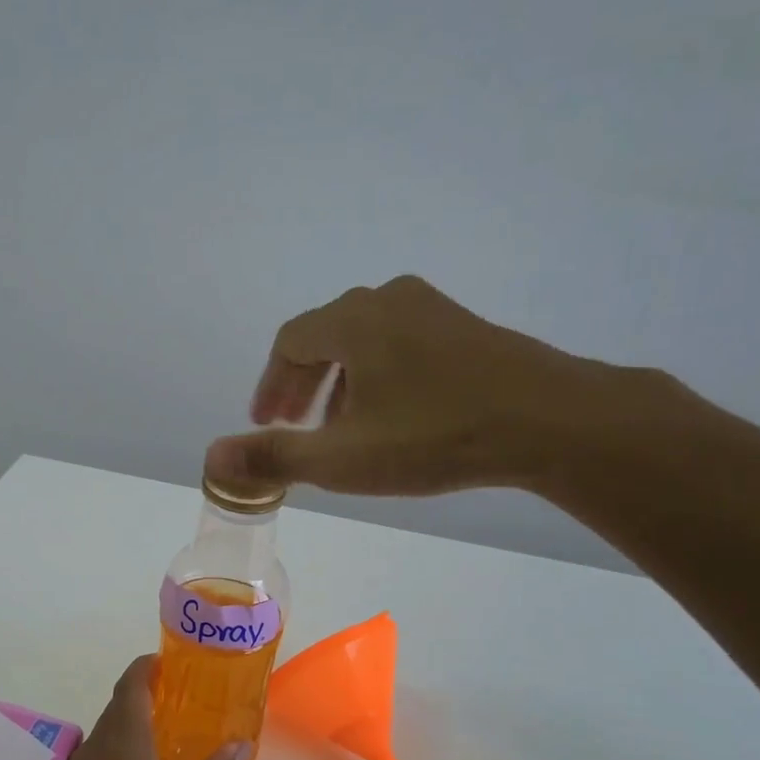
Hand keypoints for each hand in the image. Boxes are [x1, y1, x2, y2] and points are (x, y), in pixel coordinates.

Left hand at [43, 656, 245, 759]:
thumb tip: (237, 743)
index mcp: (123, 750)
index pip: (129, 689)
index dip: (144, 669)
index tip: (166, 661)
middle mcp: (94, 757)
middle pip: (115, 711)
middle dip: (142, 697)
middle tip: (179, 698)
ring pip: (103, 737)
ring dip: (130, 726)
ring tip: (167, 731)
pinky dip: (119, 752)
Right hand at [205, 275, 630, 496]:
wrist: (548, 420)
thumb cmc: (434, 436)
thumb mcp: (344, 458)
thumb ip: (273, 457)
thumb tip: (211, 459)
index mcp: (352, 321)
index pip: (289, 342)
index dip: (271, 384)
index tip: (266, 422)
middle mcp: (388, 300)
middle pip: (325, 336)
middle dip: (302, 383)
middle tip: (294, 426)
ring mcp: (433, 309)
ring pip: (366, 340)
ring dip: (341, 382)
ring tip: (341, 428)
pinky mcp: (467, 328)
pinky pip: (402, 344)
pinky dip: (379, 376)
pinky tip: (395, 416)